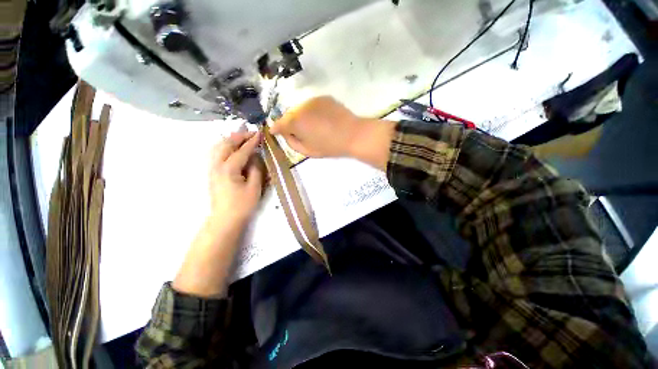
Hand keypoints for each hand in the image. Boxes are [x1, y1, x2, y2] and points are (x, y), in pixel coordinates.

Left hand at [173, 130, 264, 297]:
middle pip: (226, 144)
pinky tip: (231, 148)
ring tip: (242, 137)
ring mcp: (212, 168)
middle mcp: (217, 165)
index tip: (260, 133)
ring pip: (218, 146)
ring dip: (230, 139)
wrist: (225, 219)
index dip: (252, 141)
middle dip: (239, 136)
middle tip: (251, 133)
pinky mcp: (212, 172)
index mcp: (229, 169)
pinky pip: (216, 153)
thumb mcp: (254, 187)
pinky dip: (224, 146)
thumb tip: (255, 157)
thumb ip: (255, 169)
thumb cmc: (242, 205)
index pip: (242, 150)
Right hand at [271, 96, 395, 169]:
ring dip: (302, 117)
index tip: (275, 132)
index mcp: (295, 121)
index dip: (276, 129)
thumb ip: (292, 142)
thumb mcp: (308, 151)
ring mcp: (313, 100)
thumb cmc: (330, 146)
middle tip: (299, 133)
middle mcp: (300, 107)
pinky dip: (312, 112)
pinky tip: (322, 120)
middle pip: (289, 115)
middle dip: (290, 123)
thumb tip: (285, 134)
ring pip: (300, 109)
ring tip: (313, 126)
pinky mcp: (324, 97)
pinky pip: (312, 105)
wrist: (353, 134)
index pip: (278, 124)